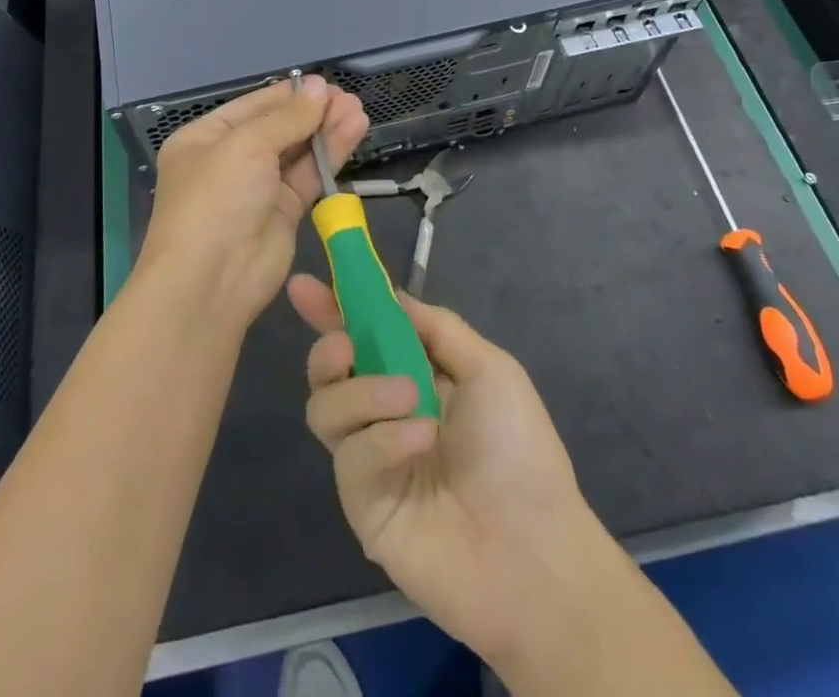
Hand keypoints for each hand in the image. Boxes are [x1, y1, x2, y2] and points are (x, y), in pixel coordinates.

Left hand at [136, 79, 368, 331]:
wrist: (211, 281)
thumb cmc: (216, 199)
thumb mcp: (246, 146)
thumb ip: (288, 117)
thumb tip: (320, 87)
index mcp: (206, 138)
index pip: (253, 107)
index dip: (289, 95)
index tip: (324, 84)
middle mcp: (231, 160)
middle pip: (278, 127)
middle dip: (313, 112)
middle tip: (348, 97)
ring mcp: (258, 187)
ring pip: (298, 151)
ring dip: (327, 130)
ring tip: (358, 109)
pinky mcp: (284, 212)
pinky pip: (309, 175)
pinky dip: (331, 155)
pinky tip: (354, 131)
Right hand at [288, 274, 608, 669]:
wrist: (535, 552)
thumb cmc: (519, 449)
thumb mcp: (489, 369)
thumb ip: (436, 328)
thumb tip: (389, 296)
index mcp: (414, 377)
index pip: (361, 335)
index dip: (331, 309)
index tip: (303, 285)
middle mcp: (383, 414)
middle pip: (328, 371)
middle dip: (327, 347)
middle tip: (345, 344)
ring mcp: (370, 461)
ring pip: (325, 409)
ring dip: (362, 391)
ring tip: (409, 396)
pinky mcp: (363, 506)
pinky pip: (351, 458)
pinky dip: (383, 438)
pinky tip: (421, 440)